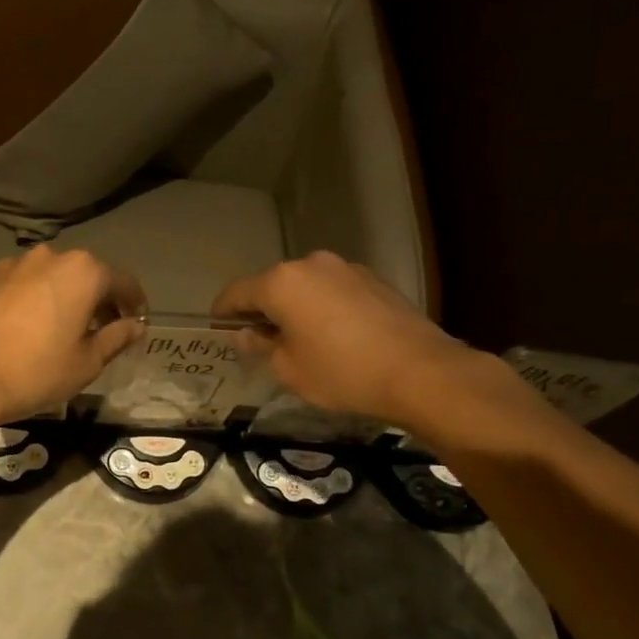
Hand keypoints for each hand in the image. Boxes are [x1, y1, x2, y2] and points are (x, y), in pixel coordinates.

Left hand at [0, 246, 146, 427]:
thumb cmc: (36, 371)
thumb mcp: (87, 362)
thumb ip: (117, 338)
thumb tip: (135, 326)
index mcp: (84, 272)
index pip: (123, 282)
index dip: (135, 304)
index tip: (137, 324)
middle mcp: (51, 256)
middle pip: (87, 275)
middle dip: (100, 300)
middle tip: (103, 331)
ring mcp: (15, 263)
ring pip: (54, 277)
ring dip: (66, 297)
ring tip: (64, 330)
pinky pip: (25, 284)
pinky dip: (36, 299)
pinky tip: (30, 327)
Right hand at [213, 252, 512, 431]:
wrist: (420, 372)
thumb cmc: (342, 373)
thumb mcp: (288, 370)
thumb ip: (262, 346)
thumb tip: (250, 334)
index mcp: (282, 283)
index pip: (236, 293)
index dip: (222, 312)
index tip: (218, 329)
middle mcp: (311, 265)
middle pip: (272, 285)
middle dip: (262, 310)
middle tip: (261, 341)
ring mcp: (346, 268)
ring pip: (305, 287)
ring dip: (296, 308)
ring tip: (302, 340)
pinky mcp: (374, 280)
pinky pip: (334, 291)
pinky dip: (324, 308)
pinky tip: (336, 337)